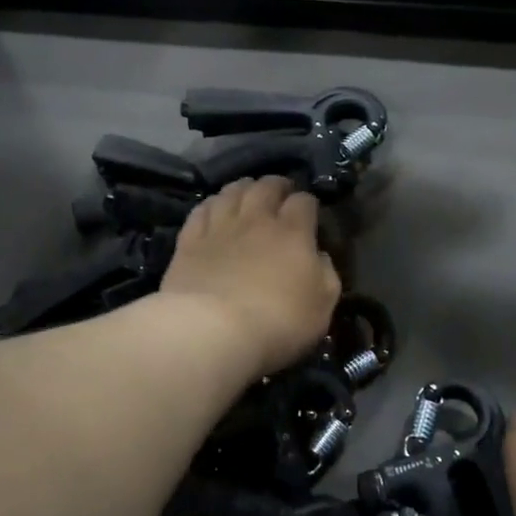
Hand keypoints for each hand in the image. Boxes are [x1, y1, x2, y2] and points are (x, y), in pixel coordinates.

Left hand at [161, 177, 341, 377]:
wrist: (212, 330)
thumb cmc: (277, 322)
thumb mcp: (321, 306)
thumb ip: (326, 275)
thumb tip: (319, 257)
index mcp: (293, 232)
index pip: (304, 201)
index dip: (308, 203)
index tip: (310, 211)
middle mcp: (256, 219)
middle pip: (266, 186)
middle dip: (277, 185)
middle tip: (280, 192)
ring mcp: (220, 227)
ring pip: (232, 191)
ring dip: (243, 188)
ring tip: (247, 193)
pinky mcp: (190, 240)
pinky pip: (201, 210)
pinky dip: (212, 205)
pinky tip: (214, 209)